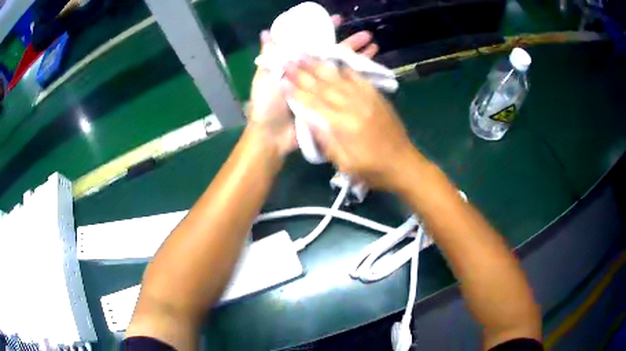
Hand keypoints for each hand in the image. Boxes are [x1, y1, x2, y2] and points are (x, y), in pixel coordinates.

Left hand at [248, 15, 378, 155]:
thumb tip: (267, 32)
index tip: (338, 20)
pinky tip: (370, 69)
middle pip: (332, 54)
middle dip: (348, 43)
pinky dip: (356, 78)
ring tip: (374, 47)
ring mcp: (321, 87)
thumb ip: (269, 56)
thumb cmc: (266, 104)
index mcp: (296, 64)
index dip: (324, 31)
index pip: (313, 43)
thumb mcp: (264, 77)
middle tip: (366, 35)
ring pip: (341, 68)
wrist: (273, 136)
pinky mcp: (329, 102)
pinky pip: (344, 87)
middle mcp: (310, 73)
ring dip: (357, 57)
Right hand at [283, 58, 421, 189]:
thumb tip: (309, 120)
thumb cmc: (374, 171)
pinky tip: (336, 61)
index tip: (282, 80)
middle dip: (304, 73)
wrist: (405, 165)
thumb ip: (327, 142)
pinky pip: (359, 79)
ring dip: (320, 66)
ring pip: (339, 78)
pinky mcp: (377, 97)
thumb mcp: (346, 165)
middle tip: (288, 60)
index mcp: (345, 126)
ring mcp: (368, 99)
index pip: (314, 104)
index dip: (296, 92)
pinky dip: (346, 69)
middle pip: (324, 86)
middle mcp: (355, 107)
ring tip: (306, 54)